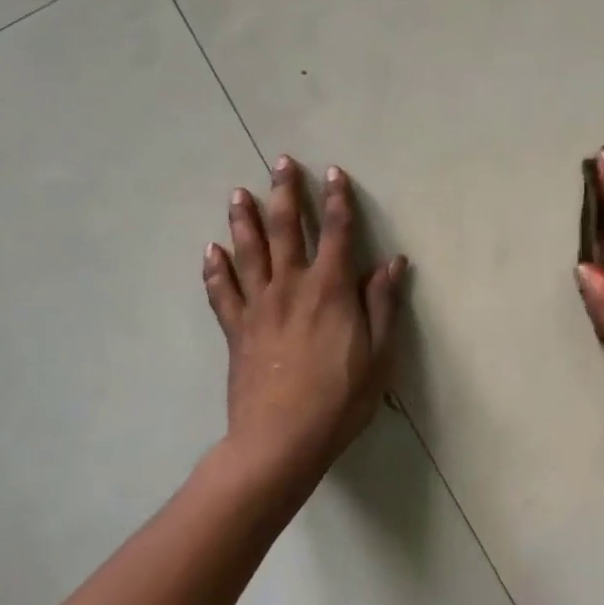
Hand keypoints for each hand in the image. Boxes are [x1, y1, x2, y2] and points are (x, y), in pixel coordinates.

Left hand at [204, 156, 405, 480]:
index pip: (337, 233)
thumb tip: (392, 262)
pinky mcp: (236, 331)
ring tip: (238, 193)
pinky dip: (215, 270)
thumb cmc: (340, 398)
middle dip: (286, 194)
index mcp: (330, 290)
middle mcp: (291, 287)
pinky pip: (222, 293)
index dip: (338, 200)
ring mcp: (259, 307)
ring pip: (249, 252)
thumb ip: (383, 304)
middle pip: (287, 230)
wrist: (280, 441)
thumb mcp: (379, 354)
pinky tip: (211, 251)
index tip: (334, 173)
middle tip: (281, 163)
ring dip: (245, 220)